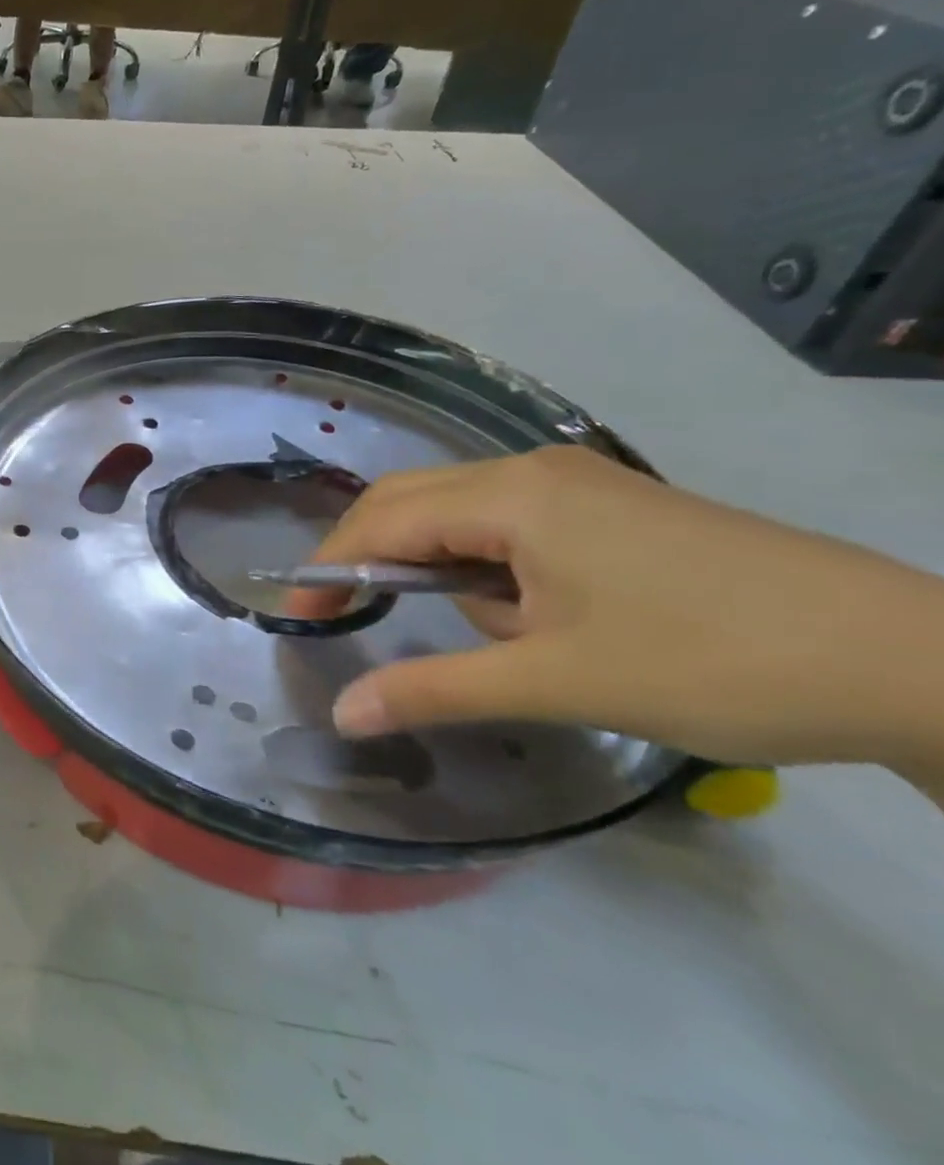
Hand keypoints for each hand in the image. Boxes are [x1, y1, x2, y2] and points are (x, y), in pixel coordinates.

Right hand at [294, 447, 943, 776]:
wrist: (912, 660)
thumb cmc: (711, 662)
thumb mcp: (555, 681)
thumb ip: (434, 689)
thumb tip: (342, 715)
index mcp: (511, 496)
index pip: (384, 519)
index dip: (331, 564)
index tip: (302, 613)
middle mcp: (532, 469)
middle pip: (412, 500)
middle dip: (372, 554)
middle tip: (347, 613)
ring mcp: (578, 481)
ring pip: (462, 512)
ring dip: (445, 567)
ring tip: (497, 638)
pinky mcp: (610, 504)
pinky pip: (512, 522)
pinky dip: (490, 564)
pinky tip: (535, 613)